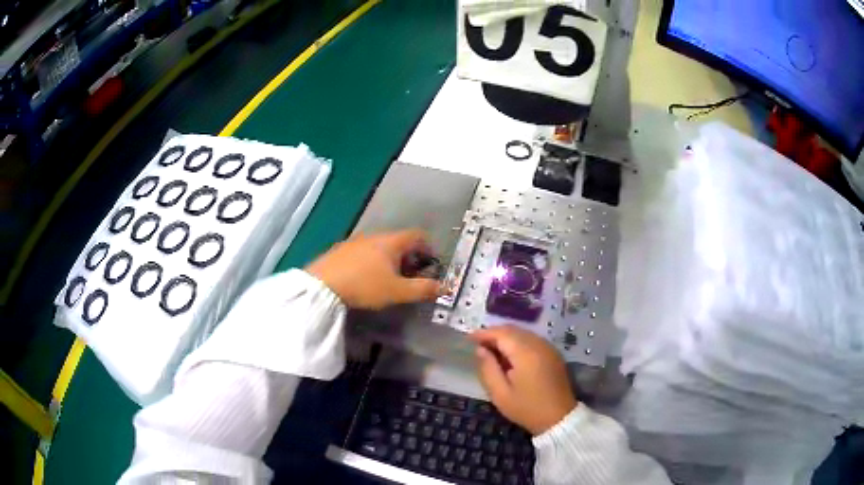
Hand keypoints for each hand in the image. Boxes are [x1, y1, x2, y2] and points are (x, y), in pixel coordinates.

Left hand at [305, 230, 440, 309]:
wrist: (322, 285)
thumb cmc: (365, 285)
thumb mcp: (397, 291)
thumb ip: (422, 289)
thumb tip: (445, 287)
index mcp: (392, 241)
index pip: (417, 235)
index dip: (428, 247)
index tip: (432, 263)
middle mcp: (374, 236)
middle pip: (399, 241)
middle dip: (410, 256)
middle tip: (413, 275)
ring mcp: (355, 242)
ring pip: (380, 246)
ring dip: (390, 259)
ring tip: (390, 279)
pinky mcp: (340, 251)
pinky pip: (364, 252)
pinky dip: (373, 262)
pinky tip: (367, 278)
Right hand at [471, 325, 577, 435]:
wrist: (559, 418)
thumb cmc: (527, 408)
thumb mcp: (500, 394)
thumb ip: (488, 369)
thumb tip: (480, 350)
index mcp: (525, 353)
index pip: (501, 333)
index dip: (483, 333)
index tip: (469, 339)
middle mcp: (538, 344)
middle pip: (512, 330)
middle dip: (494, 334)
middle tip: (478, 346)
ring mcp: (548, 347)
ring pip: (523, 333)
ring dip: (506, 338)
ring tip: (491, 351)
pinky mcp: (553, 353)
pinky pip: (532, 340)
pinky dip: (518, 342)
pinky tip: (510, 356)